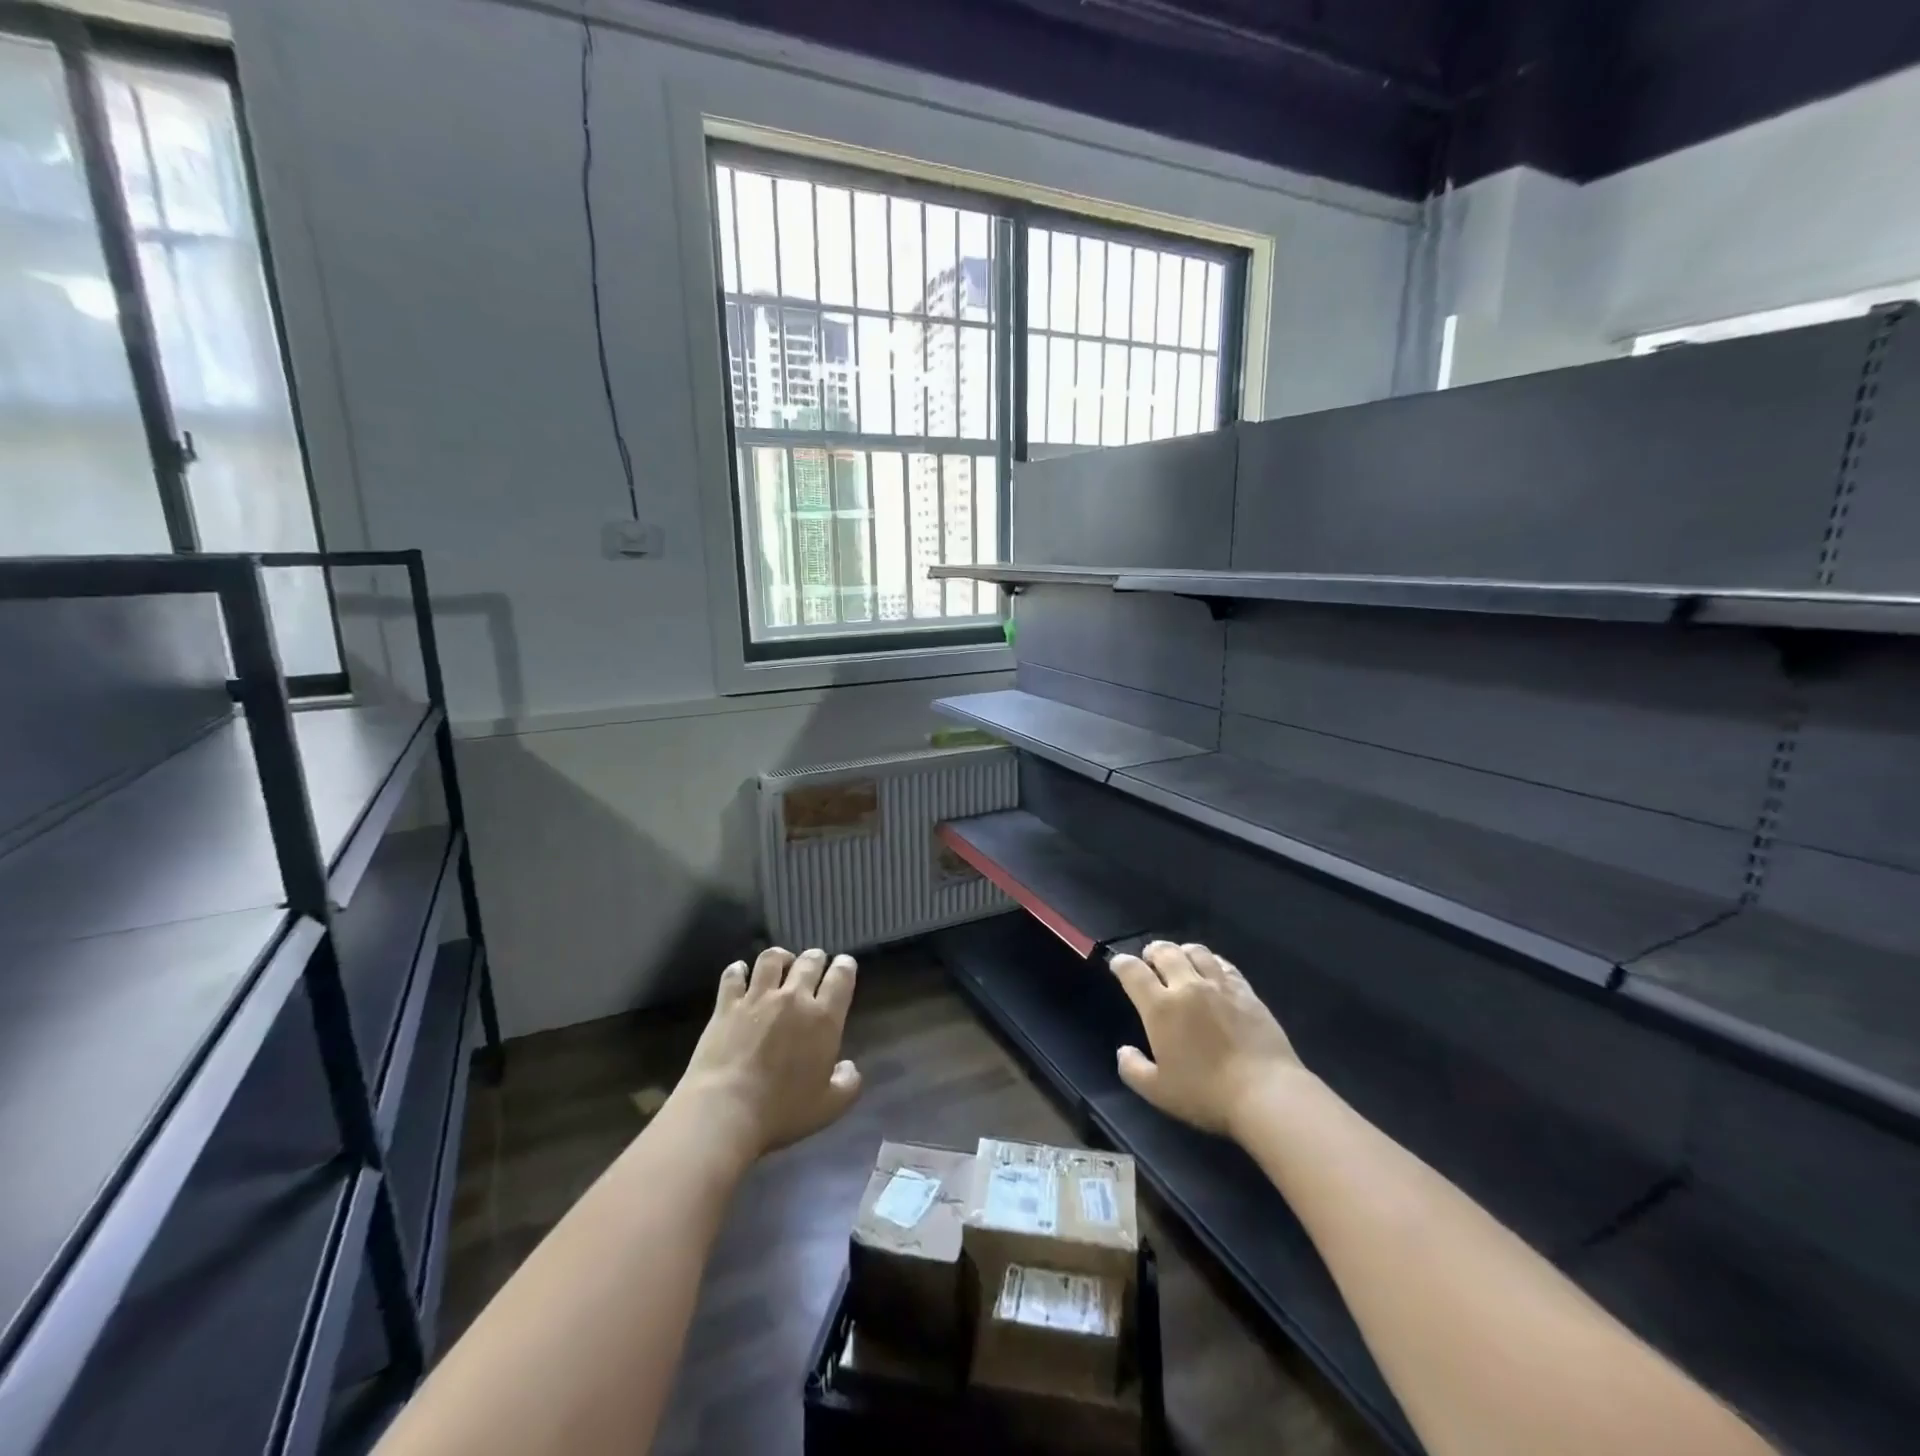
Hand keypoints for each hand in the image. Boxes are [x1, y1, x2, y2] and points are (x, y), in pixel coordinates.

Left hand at [673, 947, 861, 1159]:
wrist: (725, 1110)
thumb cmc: (781, 1112)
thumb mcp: (829, 1107)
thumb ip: (848, 1084)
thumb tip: (848, 1067)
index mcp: (823, 1018)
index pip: (841, 977)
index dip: (846, 966)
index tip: (845, 965)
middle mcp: (794, 998)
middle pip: (809, 961)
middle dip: (816, 958)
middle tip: (814, 965)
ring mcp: (758, 997)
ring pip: (772, 958)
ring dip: (781, 957)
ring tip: (781, 964)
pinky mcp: (727, 1004)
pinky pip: (734, 974)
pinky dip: (739, 970)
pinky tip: (741, 973)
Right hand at [1109, 941, 1305, 1137]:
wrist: (1266, 1093)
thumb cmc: (1206, 1094)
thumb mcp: (1158, 1092)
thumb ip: (1133, 1069)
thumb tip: (1124, 1051)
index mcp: (1161, 1007)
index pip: (1133, 972)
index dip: (1121, 964)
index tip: (1118, 965)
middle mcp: (1188, 986)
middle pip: (1166, 952)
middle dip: (1152, 951)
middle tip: (1149, 958)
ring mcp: (1220, 986)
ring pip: (1197, 951)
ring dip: (1182, 951)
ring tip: (1181, 958)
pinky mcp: (1246, 992)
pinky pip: (1224, 965)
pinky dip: (1212, 961)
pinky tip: (1212, 969)